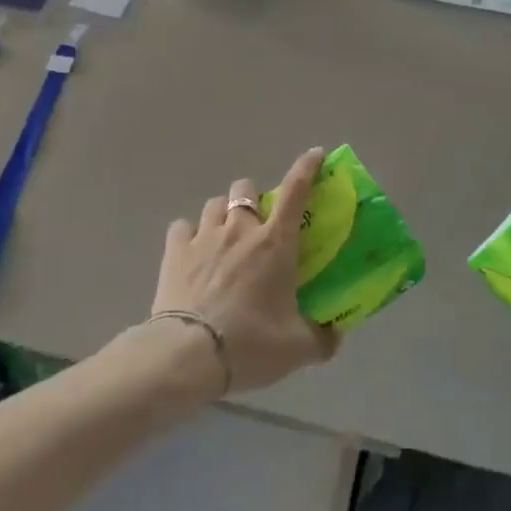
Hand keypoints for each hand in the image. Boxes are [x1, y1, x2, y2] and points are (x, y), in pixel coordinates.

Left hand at [149, 147, 338, 393]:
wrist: (189, 356)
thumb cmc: (250, 344)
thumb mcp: (297, 348)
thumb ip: (322, 339)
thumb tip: (336, 335)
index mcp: (275, 242)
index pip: (296, 191)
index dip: (307, 167)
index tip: (315, 154)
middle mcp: (240, 230)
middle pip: (245, 189)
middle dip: (253, 197)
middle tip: (258, 223)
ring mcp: (204, 237)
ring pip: (214, 204)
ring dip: (223, 213)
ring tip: (225, 236)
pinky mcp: (173, 253)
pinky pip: (182, 227)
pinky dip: (189, 234)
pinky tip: (192, 252)